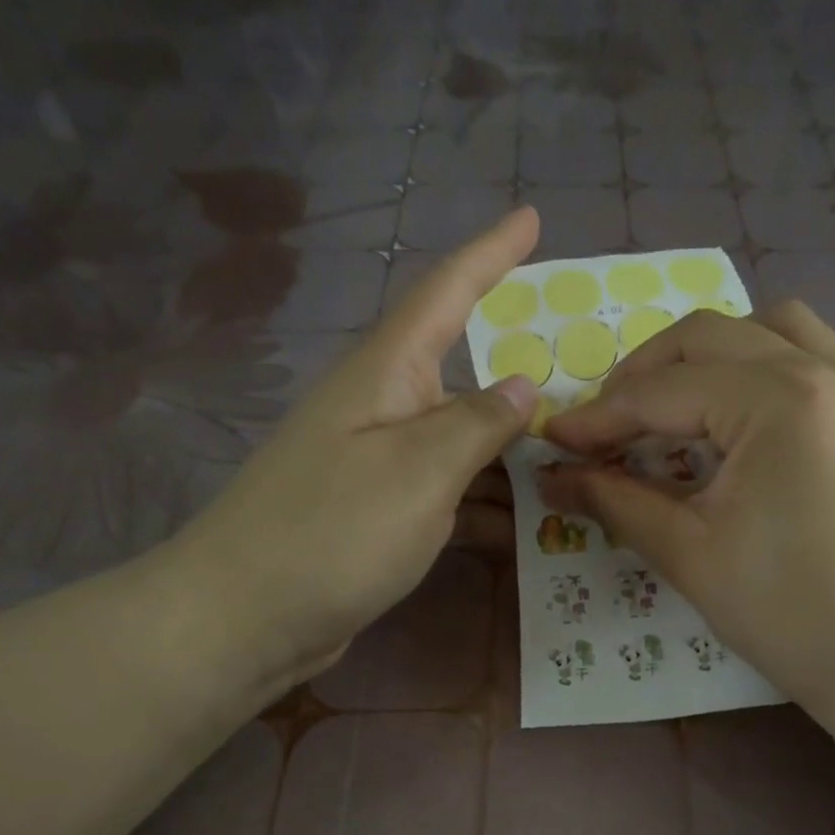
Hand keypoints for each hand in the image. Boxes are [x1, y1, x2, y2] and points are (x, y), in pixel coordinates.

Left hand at [163, 209, 539, 695]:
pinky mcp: (381, 514)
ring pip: (464, 442)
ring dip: (512, 454)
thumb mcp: (419, 471)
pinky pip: (450, 492)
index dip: (490, 253)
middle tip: (588, 382)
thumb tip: (525, 385)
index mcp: (386, 375)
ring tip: (576, 464)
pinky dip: (487, 504)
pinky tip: (527, 526)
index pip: (445, 293)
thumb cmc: (333, 532)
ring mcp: (381, 464)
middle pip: (465, 375)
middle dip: (522, 377)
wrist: (245, 617)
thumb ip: (477, 423)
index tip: (530, 217)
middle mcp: (383, 408)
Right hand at [541, 302, 834, 720]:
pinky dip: (791, 356)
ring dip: (714, 352)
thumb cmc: (789, 613)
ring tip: (681, 403)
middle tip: (606, 427)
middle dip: (646, 375)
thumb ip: (615, 501)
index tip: (554, 442)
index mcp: (777, 401)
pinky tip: (768, 393)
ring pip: (775, 326)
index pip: (665, 392)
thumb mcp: (689, 554)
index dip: (600, 417)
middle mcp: (823, 371)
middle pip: (710, 337)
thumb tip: (552, 476)